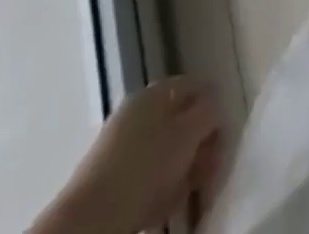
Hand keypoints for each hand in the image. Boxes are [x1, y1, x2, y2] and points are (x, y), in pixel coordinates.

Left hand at [35, 77, 223, 233]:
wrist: (86, 223)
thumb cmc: (145, 169)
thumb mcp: (190, 133)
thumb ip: (210, 111)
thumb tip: (215, 109)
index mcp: (157, 91)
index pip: (200, 87)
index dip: (216, 111)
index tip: (222, 144)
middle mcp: (138, 111)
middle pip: (184, 121)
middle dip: (200, 148)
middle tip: (206, 174)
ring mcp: (120, 145)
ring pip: (167, 152)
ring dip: (182, 172)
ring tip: (184, 195)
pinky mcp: (108, 179)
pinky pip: (147, 176)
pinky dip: (160, 190)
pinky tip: (162, 207)